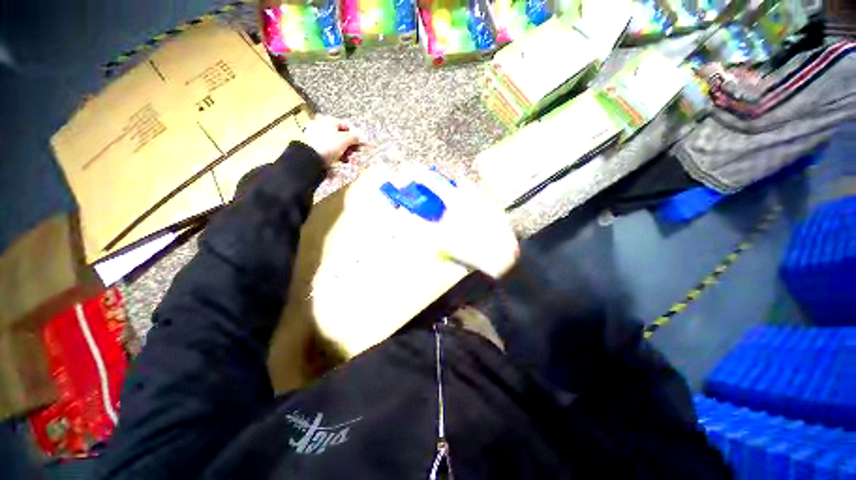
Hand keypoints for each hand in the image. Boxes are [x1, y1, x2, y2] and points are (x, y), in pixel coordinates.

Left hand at [303, 115, 364, 165]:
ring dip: (344, 150)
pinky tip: (341, 160)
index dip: (355, 135)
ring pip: (335, 142)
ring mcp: (316, 136)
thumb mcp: (345, 140)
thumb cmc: (330, 145)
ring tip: (347, 157)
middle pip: (340, 135)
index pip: (346, 126)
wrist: (312, 157)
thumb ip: (354, 137)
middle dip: (349, 144)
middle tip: (354, 152)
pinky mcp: (314, 146)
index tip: (360, 144)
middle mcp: (321, 125)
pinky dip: (336, 153)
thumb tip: (359, 138)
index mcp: (328, 120)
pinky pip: (329, 148)